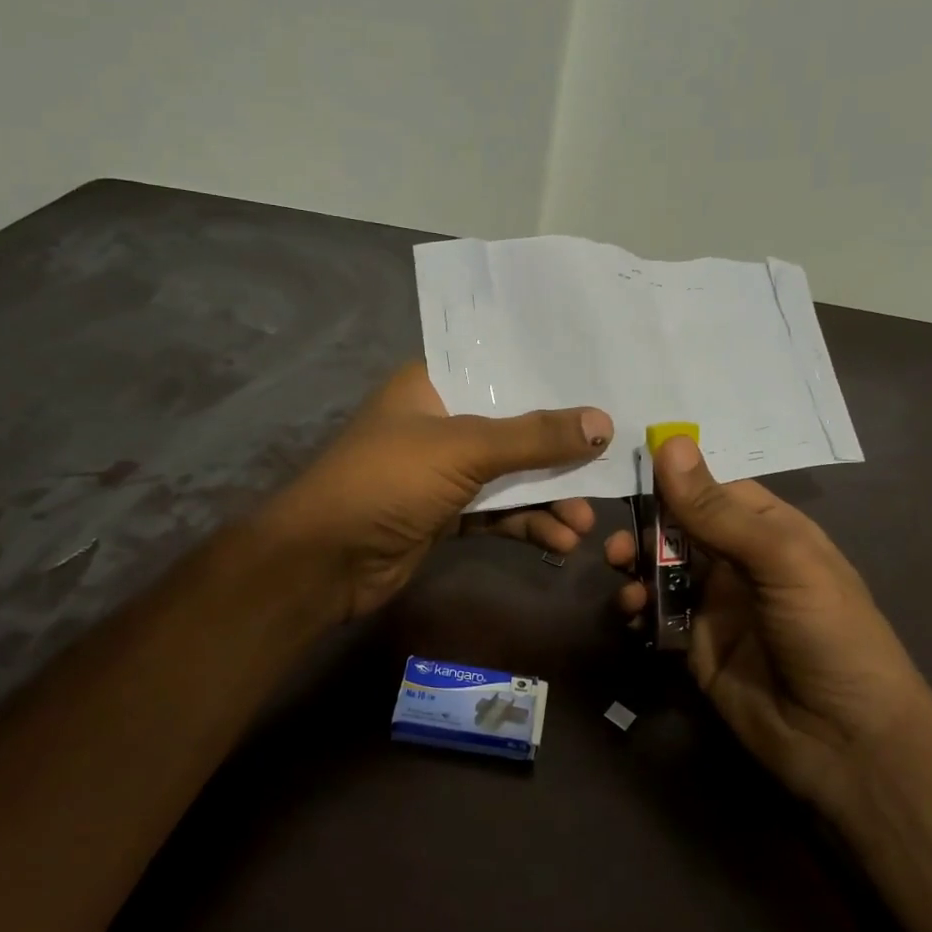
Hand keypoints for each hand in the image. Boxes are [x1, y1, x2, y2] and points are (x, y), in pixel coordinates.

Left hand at [264, 362, 612, 621]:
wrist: (324, 561)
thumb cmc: (388, 480)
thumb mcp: (464, 449)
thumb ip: (534, 436)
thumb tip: (603, 422)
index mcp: (432, 385)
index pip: (501, 369)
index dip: (550, 378)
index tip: (601, 385)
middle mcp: (439, 423)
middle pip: (514, 427)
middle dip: (560, 453)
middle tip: (607, 466)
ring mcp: (441, 472)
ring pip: (509, 477)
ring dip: (548, 498)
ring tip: (585, 523)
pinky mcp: (445, 515)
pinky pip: (497, 513)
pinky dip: (527, 524)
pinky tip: (559, 540)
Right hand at [603, 436, 928, 808]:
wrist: (846, 743)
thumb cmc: (828, 635)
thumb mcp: (780, 561)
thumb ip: (718, 510)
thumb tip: (669, 443)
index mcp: (771, 531)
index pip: (713, 489)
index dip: (673, 480)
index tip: (627, 473)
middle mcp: (740, 562)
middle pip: (679, 527)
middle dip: (645, 528)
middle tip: (619, 545)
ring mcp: (716, 605)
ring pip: (661, 569)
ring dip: (635, 566)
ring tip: (621, 576)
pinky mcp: (695, 646)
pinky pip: (656, 614)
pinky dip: (637, 607)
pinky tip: (632, 612)